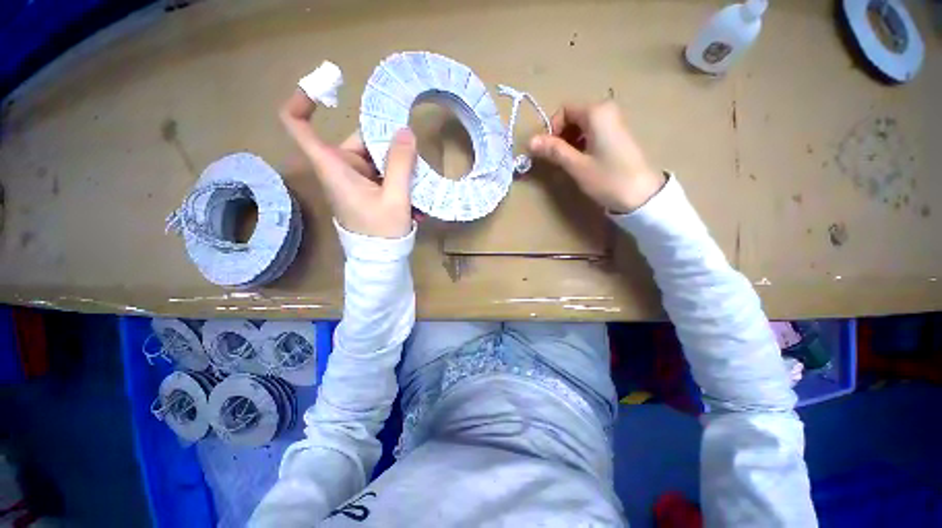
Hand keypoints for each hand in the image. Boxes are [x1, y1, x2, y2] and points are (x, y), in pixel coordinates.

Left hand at [279, 89, 416, 237]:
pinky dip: (398, 179)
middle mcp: (340, 169)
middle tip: (414, 160)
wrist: (380, 259)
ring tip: (417, 188)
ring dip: (398, 167)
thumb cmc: (382, 233)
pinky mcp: (366, 188)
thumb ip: (400, 165)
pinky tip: (413, 197)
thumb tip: (406, 132)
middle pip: (358, 139)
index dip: (303, 100)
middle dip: (388, 146)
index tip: (329, 87)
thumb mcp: (395, 200)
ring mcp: (354, 179)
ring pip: (375, 156)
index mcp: (334, 169)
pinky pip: (382, 171)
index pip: (299, 127)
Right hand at [528, 100, 665, 213]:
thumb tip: (529, 141)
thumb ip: (554, 150)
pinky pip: (592, 132)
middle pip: (573, 116)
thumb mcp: (577, 165)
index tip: (548, 151)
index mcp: (597, 113)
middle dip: (560, 136)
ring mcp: (614, 122)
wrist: (642, 195)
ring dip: (569, 141)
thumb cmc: (607, 178)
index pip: (564, 110)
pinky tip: (582, 161)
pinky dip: (581, 143)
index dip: (551, 129)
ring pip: (581, 125)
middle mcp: (606, 110)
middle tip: (557, 158)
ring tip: (569, 162)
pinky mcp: (617, 134)